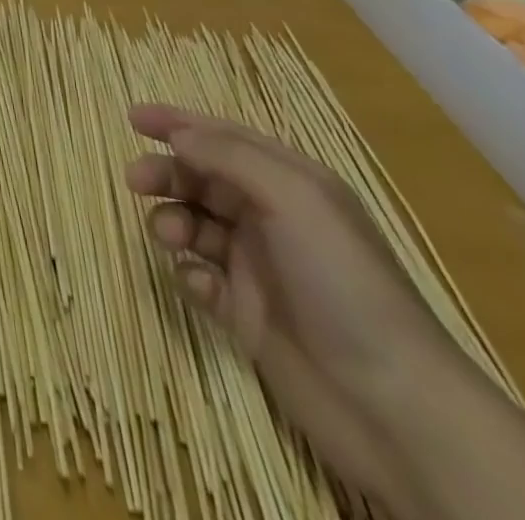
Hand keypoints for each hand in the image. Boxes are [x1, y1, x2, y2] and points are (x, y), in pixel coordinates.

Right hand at [125, 105, 479, 509]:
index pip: (225, 138)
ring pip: (195, 225)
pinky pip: (200, 278)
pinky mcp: (246, 313)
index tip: (132, 117)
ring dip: (173, 222)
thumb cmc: (344, 282)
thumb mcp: (294, 199)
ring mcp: (258, 267)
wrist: (392, 406)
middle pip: (202, 179)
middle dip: (166, 173)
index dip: (178, 123)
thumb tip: (179, 134)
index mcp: (291, 184)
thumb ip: (231, 156)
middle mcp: (272, 218)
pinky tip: (199, 286)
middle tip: (135, 180)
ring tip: (169, 238)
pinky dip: (189, 273)